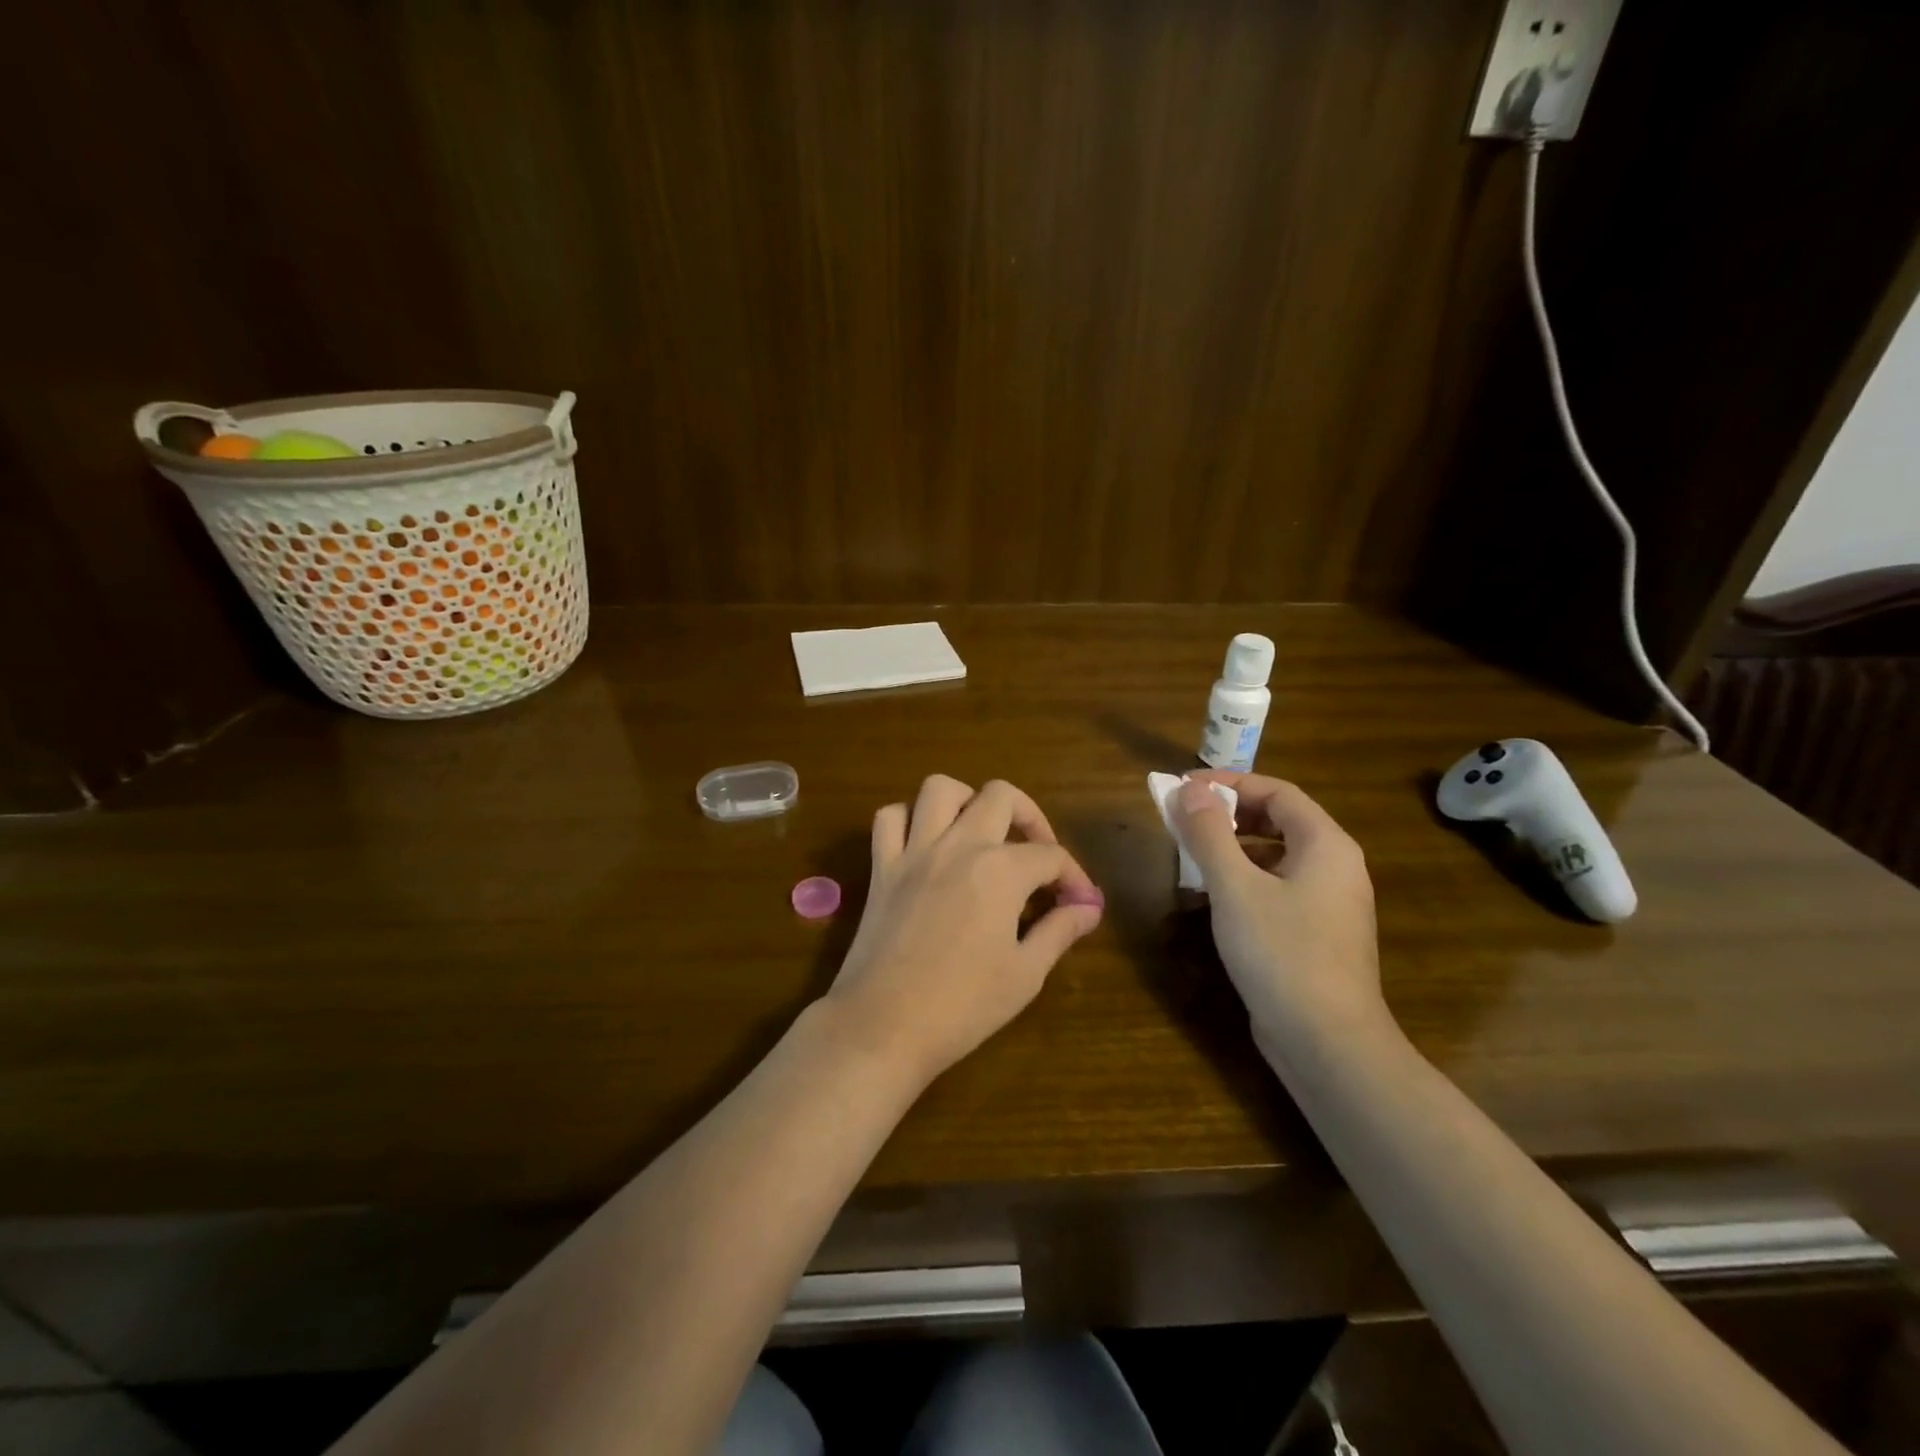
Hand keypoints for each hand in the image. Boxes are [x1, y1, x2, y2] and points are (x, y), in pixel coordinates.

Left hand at [825, 775, 1104, 1085]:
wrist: (882, 1026)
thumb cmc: (962, 1006)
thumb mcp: (1025, 973)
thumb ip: (1059, 931)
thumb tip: (1088, 908)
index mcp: (1000, 870)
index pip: (1051, 856)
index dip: (1074, 878)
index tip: (1082, 904)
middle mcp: (959, 845)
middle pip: (1001, 796)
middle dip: (1030, 817)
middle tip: (1037, 854)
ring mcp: (914, 851)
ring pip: (939, 789)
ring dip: (967, 801)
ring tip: (981, 834)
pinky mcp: (882, 867)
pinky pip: (889, 818)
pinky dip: (910, 819)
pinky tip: (926, 844)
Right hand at [1169, 773, 1390, 1055]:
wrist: (1327, 1043)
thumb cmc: (1282, 952)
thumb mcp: (1235, 887)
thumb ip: (1210, 833)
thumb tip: (1188, 789)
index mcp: (1326, 845)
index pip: (1277, 792)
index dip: (1230, 782)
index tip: (1184, 787)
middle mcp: (1335, 867)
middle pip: (1280, 820)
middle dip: (1230, 813)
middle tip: (1184, 818)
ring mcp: (1329, 903)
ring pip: (1277, 856)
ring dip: (1234, 847)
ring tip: (1191, 854)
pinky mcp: (1317, 934)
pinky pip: (1278, 887)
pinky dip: (1245, 878)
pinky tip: (1214, 896)